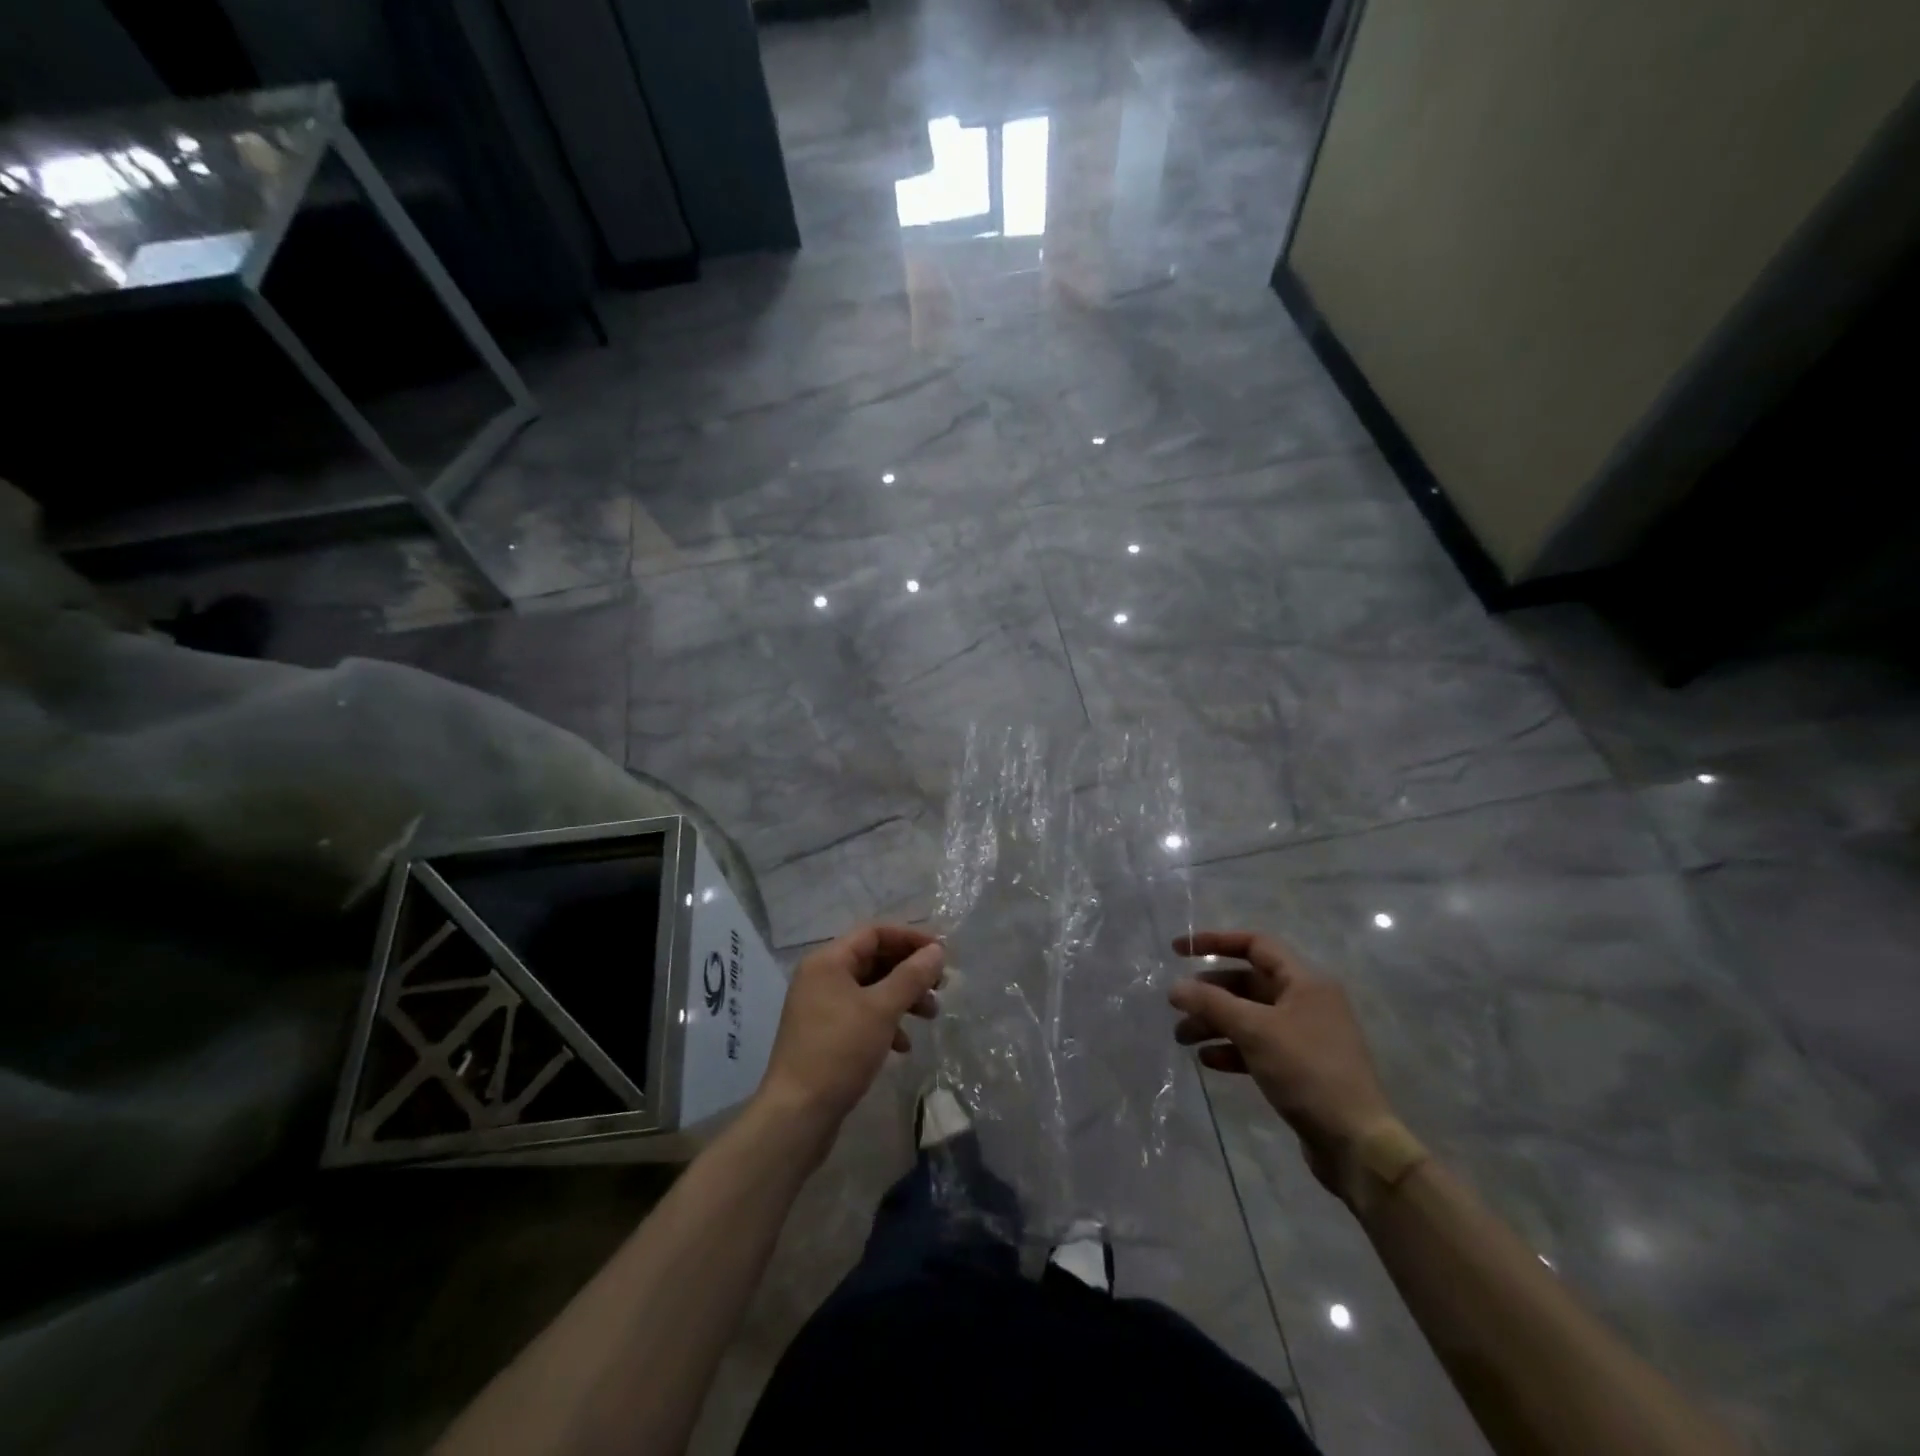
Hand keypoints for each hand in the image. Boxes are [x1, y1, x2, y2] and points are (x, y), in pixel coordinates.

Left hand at [758, 924, 943, 1135]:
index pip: (874, 933)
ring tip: (931, 1015)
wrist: (797, 1114)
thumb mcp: (882, 1009)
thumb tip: (936, 951)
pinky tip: (903, 1046)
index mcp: (828, 961)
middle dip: (909, 971)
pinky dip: (886, 1022)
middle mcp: (821, 977)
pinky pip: (861, 1015)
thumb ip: (911, 976)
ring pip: (870, 989)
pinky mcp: (825, 1035)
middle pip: (873, 959)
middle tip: (941, 985)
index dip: (910, 938)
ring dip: (902, 998)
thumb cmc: (840, 1051)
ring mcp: (820, 1007)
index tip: (941, 953)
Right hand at [1169, 930, 1395, 1197]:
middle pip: (1247, 983)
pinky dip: (1232, 1048)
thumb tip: (1175, 987)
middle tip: (1177, 1006)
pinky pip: (1258, 1045)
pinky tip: (1208, 1061)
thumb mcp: (1255, 1030)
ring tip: (1182, 1038)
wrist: (1356, 1143)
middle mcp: (1306, 1001)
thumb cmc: (1307, 1072)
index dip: (1215, 941)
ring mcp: (1305, 1035)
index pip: (1255, 945)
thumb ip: (1211, 1003)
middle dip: (1209, 993)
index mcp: (1305, 982)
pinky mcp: (1300, 1067)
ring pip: (1249, 1016)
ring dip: (1214, 1023)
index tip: (1178, 950)